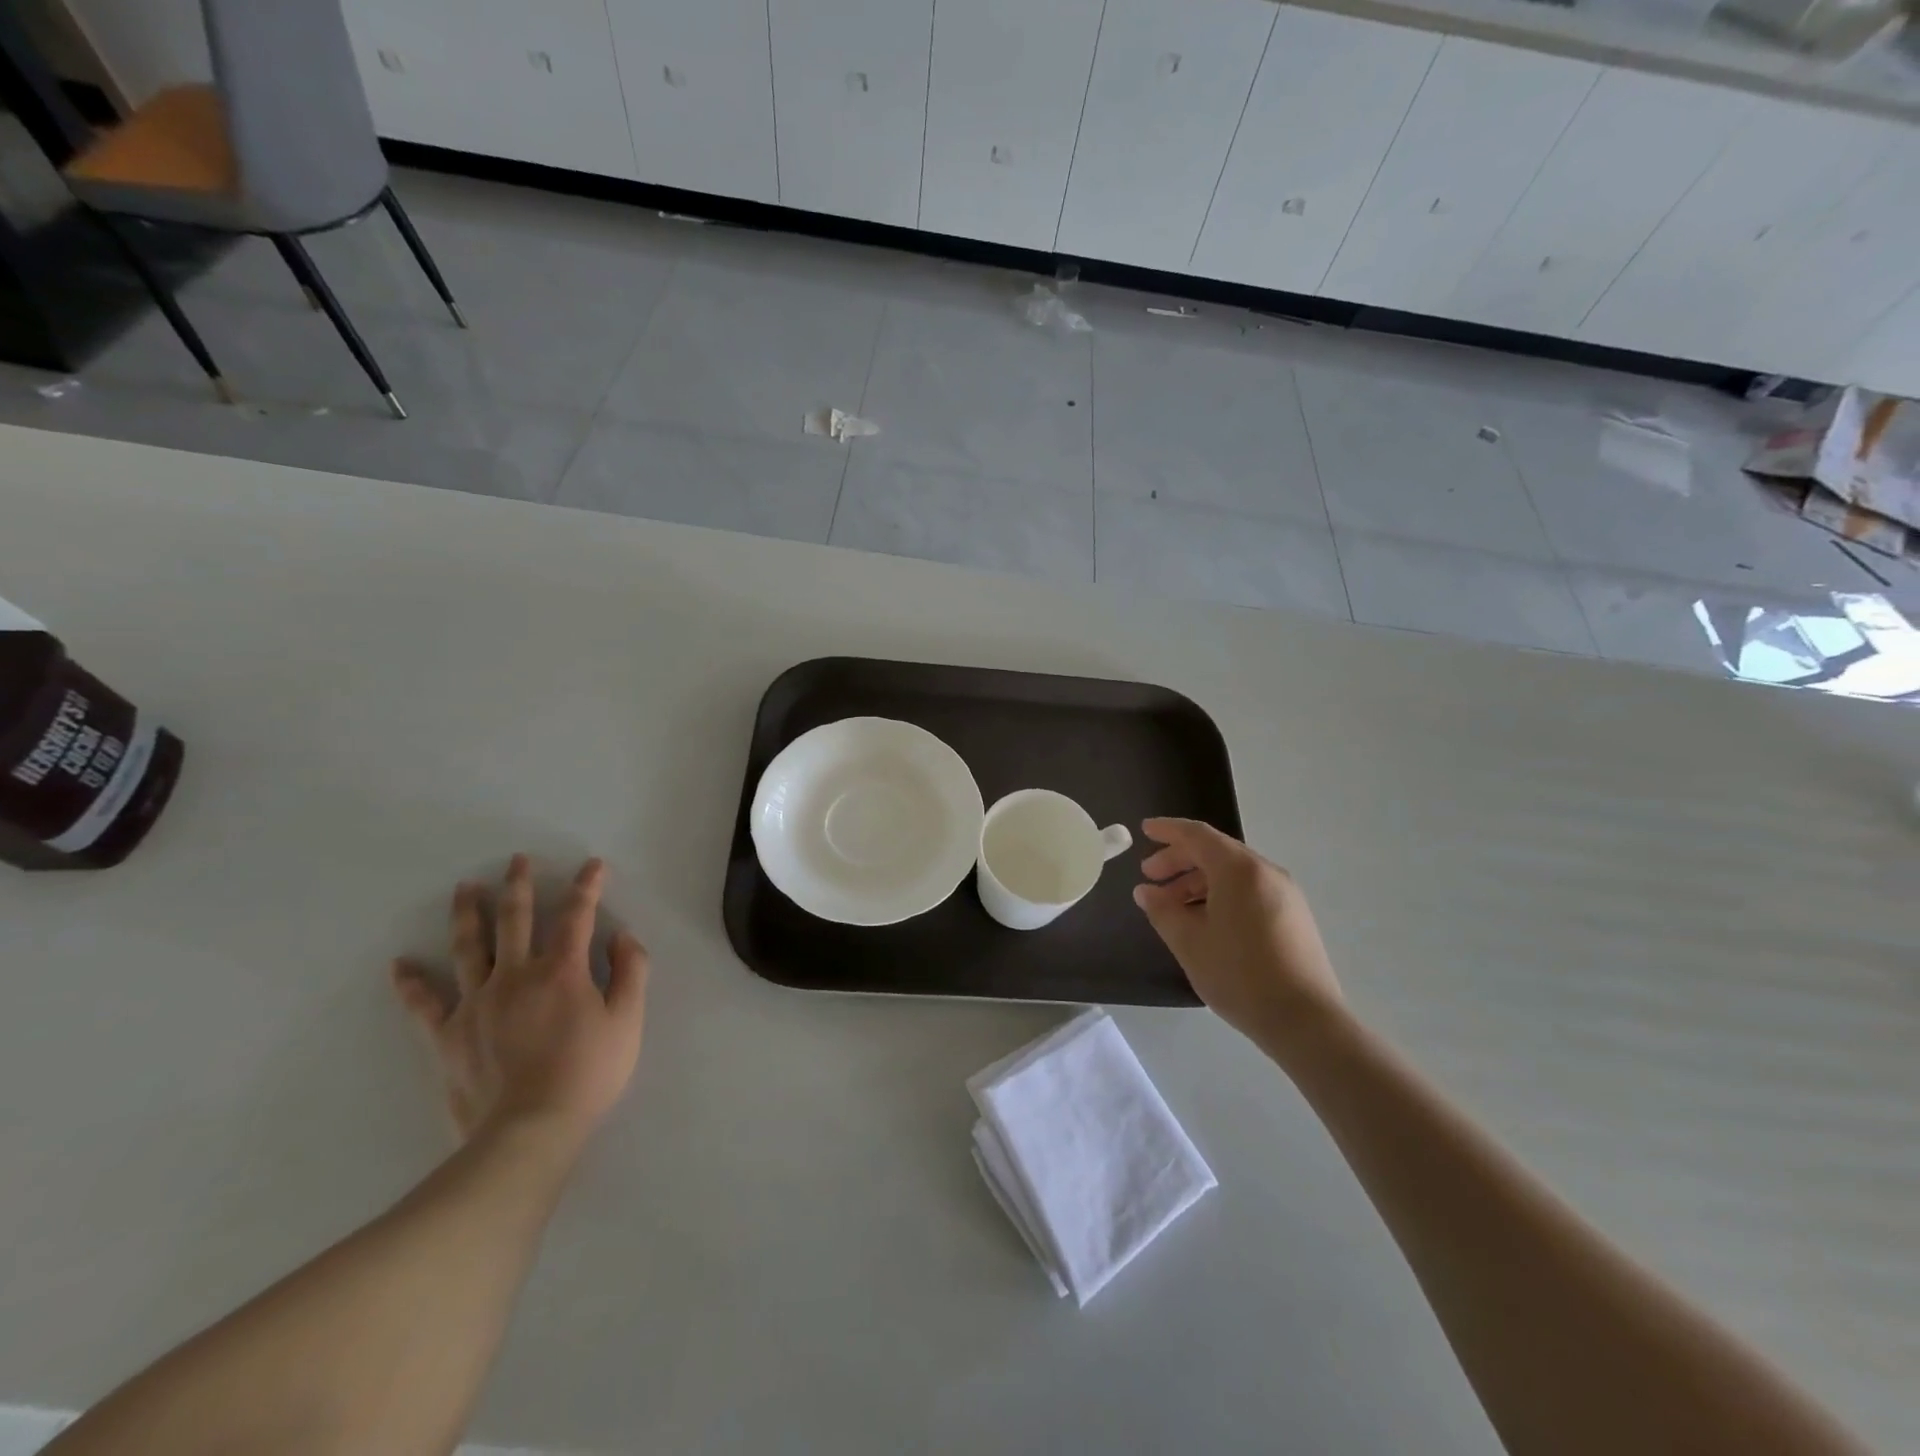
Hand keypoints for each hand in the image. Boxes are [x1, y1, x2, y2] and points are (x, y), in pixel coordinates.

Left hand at [392, 854, 648, 1143]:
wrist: (529, 1131)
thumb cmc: (588, 1073)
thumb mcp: (628, 1021)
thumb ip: (630, 971)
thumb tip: (621, 936)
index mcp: (562, 970)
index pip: (577, 915)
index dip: (587, 887)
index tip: (592, 865)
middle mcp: (516, 975)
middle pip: (516, 919)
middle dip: (519, 885)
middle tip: (517, 860)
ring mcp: (476, 1003)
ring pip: (469, 948)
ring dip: (467, 914)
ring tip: (464, 888)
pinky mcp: (448, 1035)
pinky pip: (424, 1004)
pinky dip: (411, 983)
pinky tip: (400, 964)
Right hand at [1133, 818, 1343, 1059]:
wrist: (1305, 1020)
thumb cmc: (1239, 974)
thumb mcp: (1189, 942)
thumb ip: (1162, 910)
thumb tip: (1146, 892)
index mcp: (1239, 869)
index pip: (1197, 835)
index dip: (1168, 830)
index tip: (1144, 830)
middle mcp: (1266, 872)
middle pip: (1216, 852)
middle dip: (1179, 860)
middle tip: (1150, 877)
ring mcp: (1285, 894)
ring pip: (1233, 873)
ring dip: (1199, 881)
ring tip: (1173, 906)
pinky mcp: (1294, 917)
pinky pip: (1250, 891)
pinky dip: (1221, 894)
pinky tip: (1205, 921)